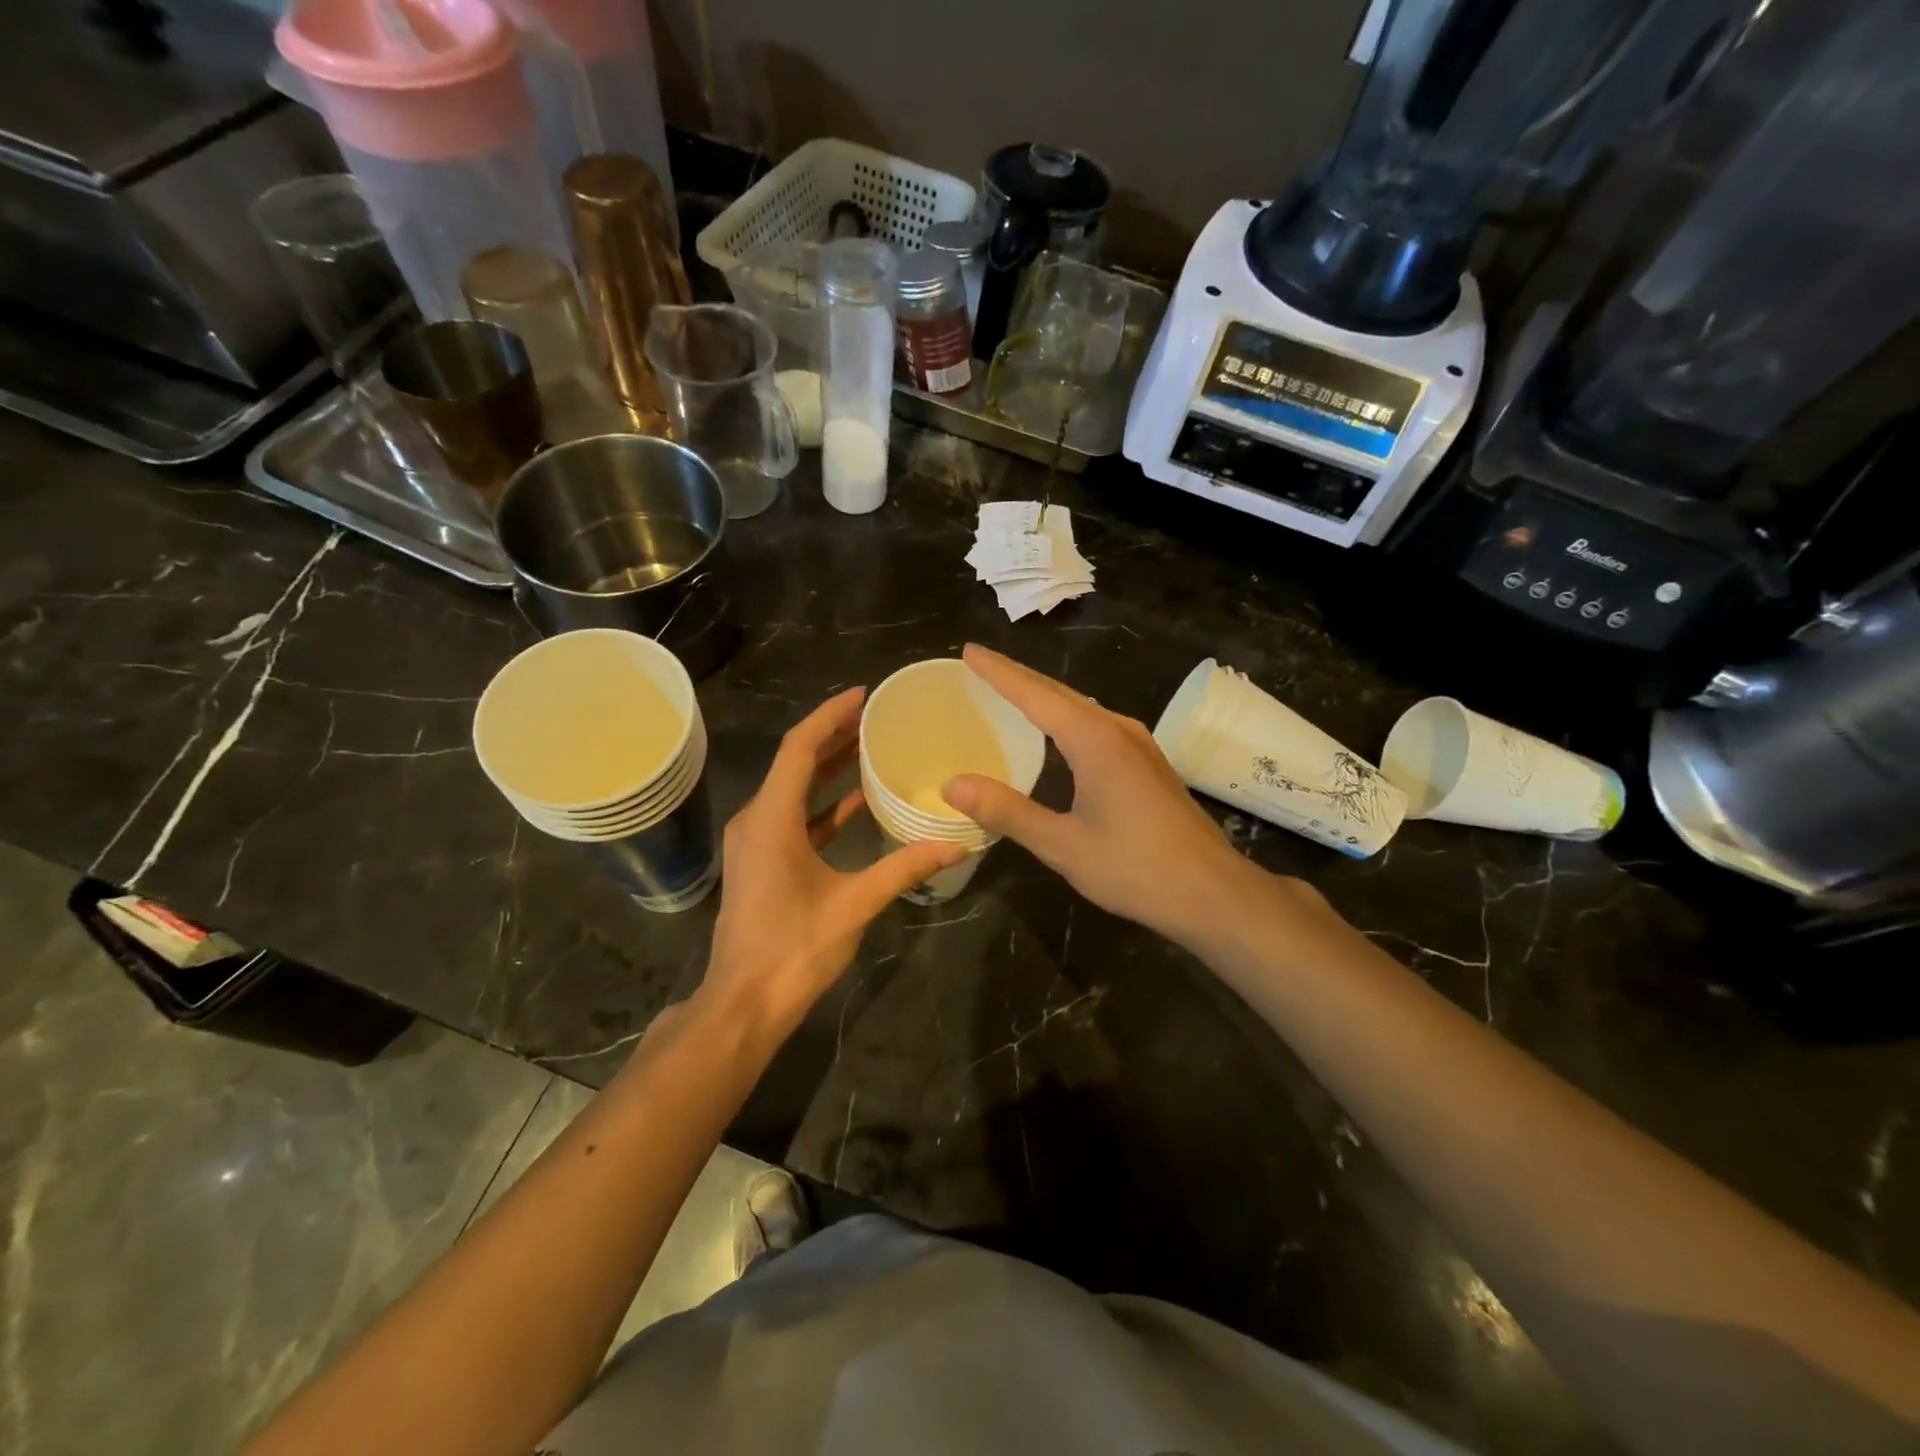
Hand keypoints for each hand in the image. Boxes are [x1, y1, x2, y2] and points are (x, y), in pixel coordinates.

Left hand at [700, 687, 964, 1041]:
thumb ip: (903, 869)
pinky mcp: (763, 862)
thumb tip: (956, 844)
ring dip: (829, 768)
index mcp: (771, 819)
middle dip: (834, 735)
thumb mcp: (854, 905)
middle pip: (795, 762)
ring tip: (871, 746)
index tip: (864, 695)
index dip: (830, 716)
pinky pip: (795, 817)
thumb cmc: (793, 950)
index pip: (799, 748)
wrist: (743, 1004)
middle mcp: (757, 820)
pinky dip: (824, 805)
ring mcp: (757, 842)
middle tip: (876, 716)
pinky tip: (859, 802)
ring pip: (794, 789)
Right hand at [941, 645, 1266, 945]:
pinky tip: (1057, 732)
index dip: (999, 672)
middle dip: (1017, 677)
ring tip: (1009, 691)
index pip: (1035, 694)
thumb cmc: (1135, 868)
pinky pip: (1097, 724)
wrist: (1212, 892)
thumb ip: (1007, 811)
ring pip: (1081, 707)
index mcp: (1094, 741)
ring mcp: (1139, 745)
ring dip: (1043, 696)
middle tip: (979, 665)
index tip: (969, 651)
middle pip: (1059, 693)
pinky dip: (1066, 717)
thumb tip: (953, 785)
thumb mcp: (1062, 845)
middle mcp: (1118, 730)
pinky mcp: (1148, 763)